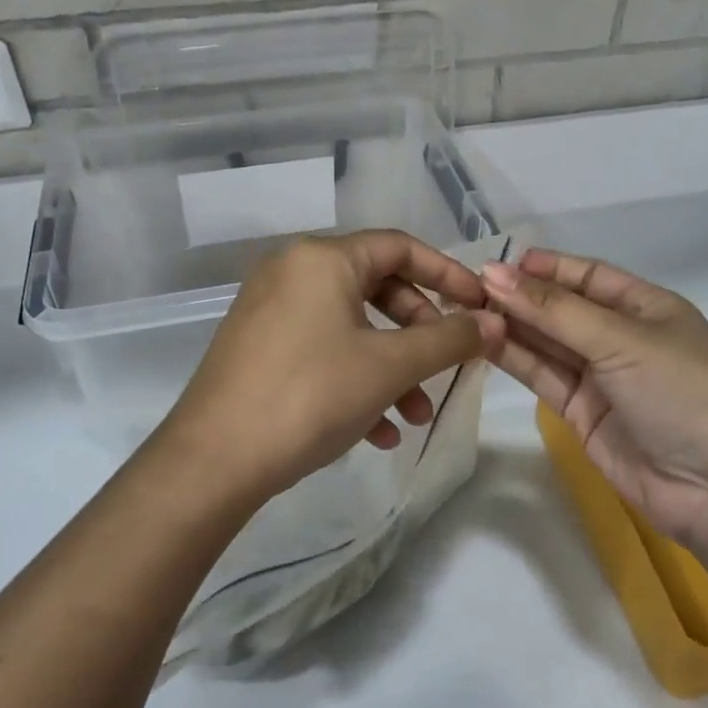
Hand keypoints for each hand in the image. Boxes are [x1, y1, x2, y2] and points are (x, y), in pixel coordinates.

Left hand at [156, 230, 505, 506]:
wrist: (214, 461)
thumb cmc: (310, 396)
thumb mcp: (390, 367)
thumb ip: (448, 340)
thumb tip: (494, 323)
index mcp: (322, 259)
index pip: (400, 247)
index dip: (448, 274)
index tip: (480, 306)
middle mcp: (292, 271)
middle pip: (377, 288)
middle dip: (419, 333)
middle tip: (445, 368)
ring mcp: (270, 310)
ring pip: (351, 327)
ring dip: (391, 368)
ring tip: (415, 417)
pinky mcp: (258, 347)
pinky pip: (321, 350)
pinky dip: (354, 380)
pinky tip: (377, 432)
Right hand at [481, 249, 707, 546]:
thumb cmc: (681, 392)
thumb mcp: (620, 339)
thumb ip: (553, 309)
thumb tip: (492, 272)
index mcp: (646, 307)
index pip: (588, 275)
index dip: (545, 267)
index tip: (496, 263)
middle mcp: (621, 337)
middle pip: (562, 309)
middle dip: (520, 298)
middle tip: (466, 288)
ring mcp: (601, 378)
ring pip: (548, 343)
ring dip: (511, 327)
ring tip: (463, 312)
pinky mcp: (582, 414)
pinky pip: (544, 377)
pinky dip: (515, 360)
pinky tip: (482, 342)